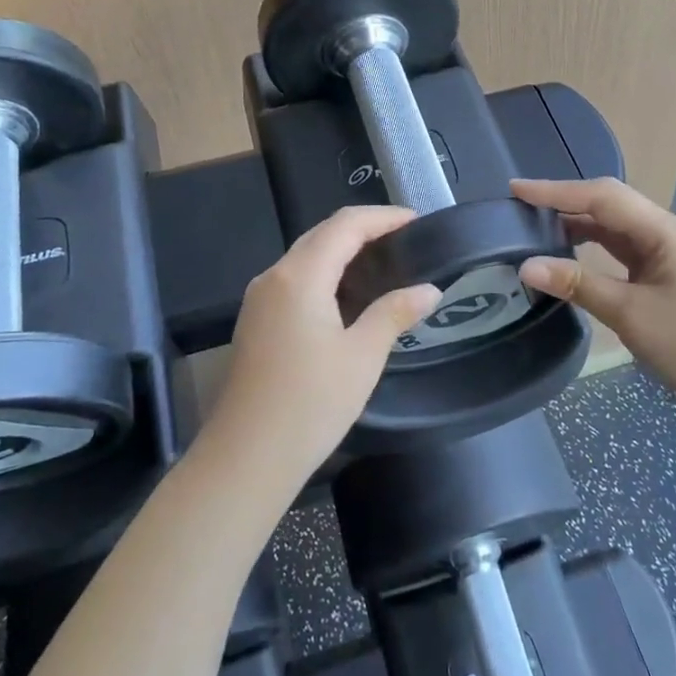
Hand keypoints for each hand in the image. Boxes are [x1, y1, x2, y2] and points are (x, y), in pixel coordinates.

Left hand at [208, 206, 441, 487]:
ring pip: (306, 255)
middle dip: (364, 229)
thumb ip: (395, 313)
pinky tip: (348, 295)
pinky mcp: (256, 320)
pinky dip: (325, 273)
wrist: (245, 458)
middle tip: (405, 240)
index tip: (417, 221)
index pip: (345, 225)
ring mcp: (259, 298)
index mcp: (300, 276)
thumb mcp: (362, 357)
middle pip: (322, 234)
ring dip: (343, 251)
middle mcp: (274, 276)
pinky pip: (294, 279)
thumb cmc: (309, 404)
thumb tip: (429, 289)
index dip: (383, 217)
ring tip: (383, 263)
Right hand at [512, 178, 675, 432]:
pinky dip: (594, 246)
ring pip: (616, 227)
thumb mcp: (629, 315)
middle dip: (565, 202)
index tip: (516, 189)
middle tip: (520, 207)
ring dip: (578, 224)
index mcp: (665, 231)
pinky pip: (624, 249)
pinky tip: (570, 252)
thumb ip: (577, 284)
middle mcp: (669, 231)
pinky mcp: (668, 273)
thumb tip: (526, 266)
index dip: (556, 191)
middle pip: (610, 205)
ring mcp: (671, 252)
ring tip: (536, 226)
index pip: (603, 197)